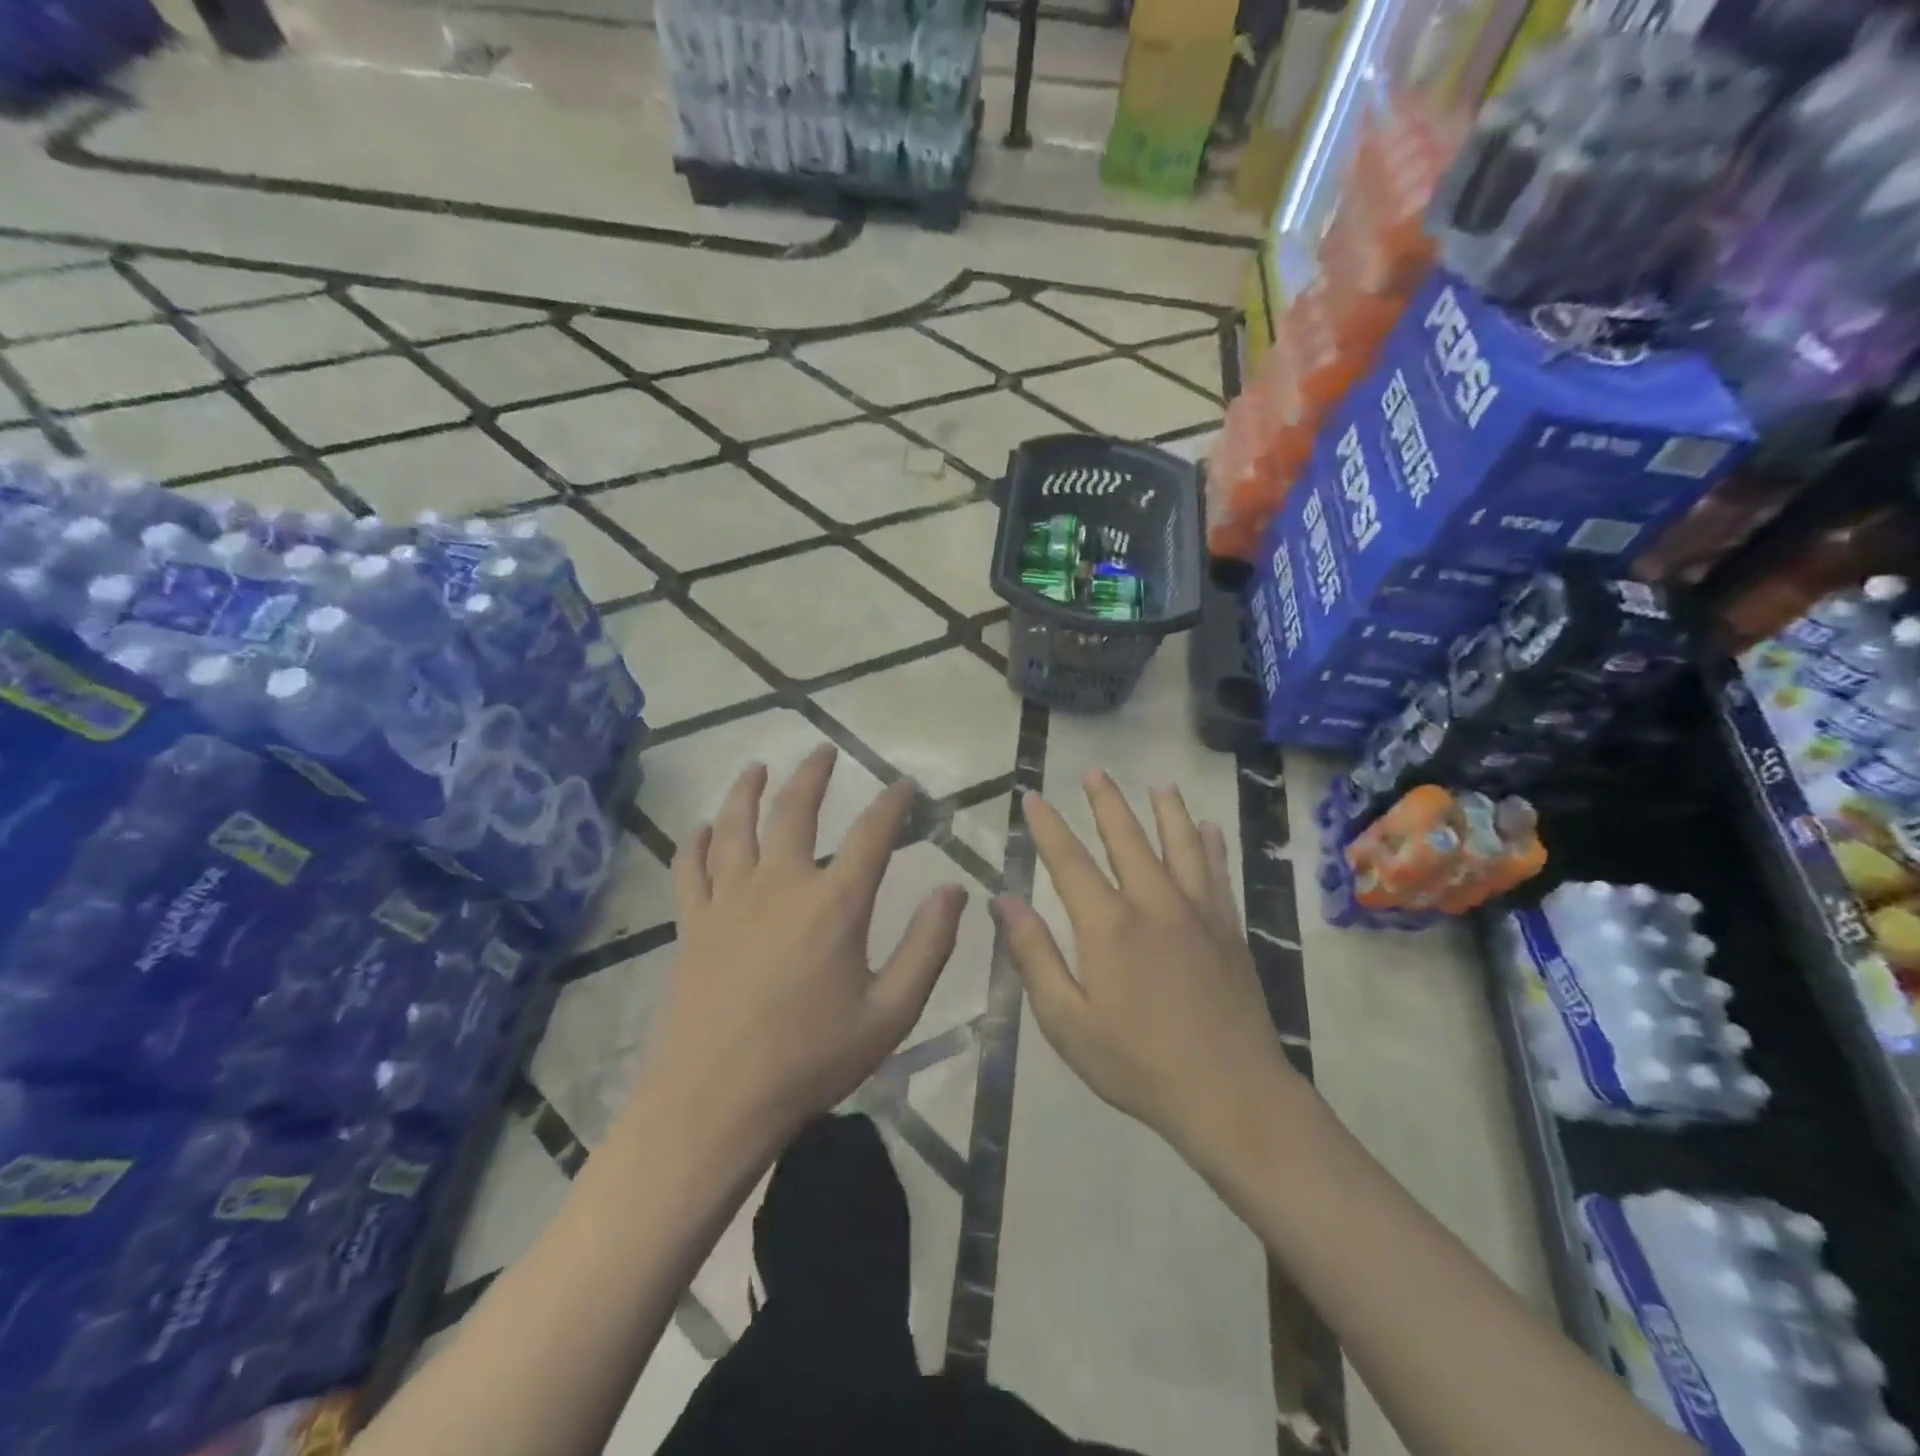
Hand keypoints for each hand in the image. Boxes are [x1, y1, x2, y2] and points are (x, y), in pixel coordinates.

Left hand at [640, 744, 967, 1150]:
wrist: (714, 1103)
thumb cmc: (810, 1061)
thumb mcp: (890, 1013)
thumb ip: (927, 947)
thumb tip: (954, 890)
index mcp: (834, 904)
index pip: (873, 834)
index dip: (893, 803)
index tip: (905, 785)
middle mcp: (780, 885)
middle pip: (795, 810)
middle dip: (813, 774)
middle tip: (824, 750)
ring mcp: (729, 900)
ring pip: (736, 825)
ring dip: (748, 790)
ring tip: (757, 767)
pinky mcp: (692, 923)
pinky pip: (691, 867)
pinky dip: (697, 840)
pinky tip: (704, 827)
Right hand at [995, 771, 1299, 1163]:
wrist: (1232, 1096)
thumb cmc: (1137, 1063)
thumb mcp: (1067, 1020)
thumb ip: (1034, 955)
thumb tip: (1004, 900)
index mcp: (1109, 925)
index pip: (1069, 861)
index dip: (1049, 827)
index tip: (1033, 797)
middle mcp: (1154, 903)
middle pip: (1127, 839)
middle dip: (1106, 803)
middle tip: (1094, 771)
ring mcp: (1198, 914)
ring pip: (1181, 846)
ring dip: (1167, 811)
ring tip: (1160, 785)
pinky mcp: (1229, 931)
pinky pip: (1219, 874)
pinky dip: (1212, 846)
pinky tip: (1210, 829)